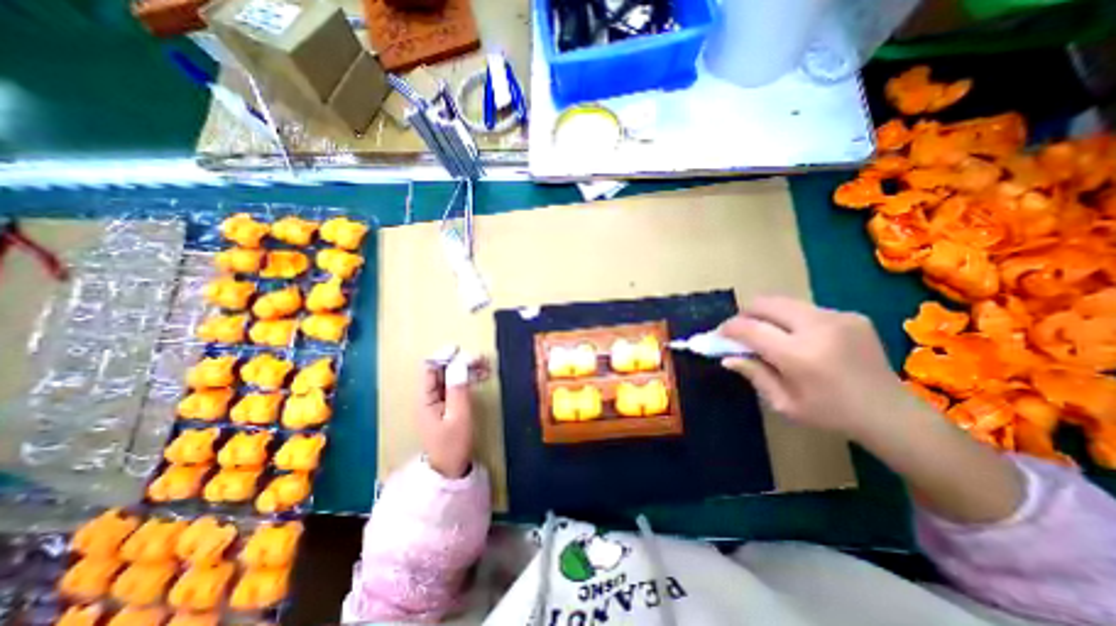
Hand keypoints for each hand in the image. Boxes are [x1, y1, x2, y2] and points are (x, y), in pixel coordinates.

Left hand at [419, 351, 487, 479]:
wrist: (450, 469)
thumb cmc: (453, 444)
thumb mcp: (459, 416)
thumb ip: (458, 388)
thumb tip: (461, 363)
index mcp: (425, 398)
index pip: (429, 368)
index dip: (443, 356)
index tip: (461, 351)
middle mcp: (428, 396)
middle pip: (441, 370)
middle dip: (460, 362)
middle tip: (481, 359)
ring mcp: (437, 401)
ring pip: (450, 377)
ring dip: (466, 369)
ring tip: (486, 366)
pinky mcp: (447, 405)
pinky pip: (455, 386)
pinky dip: (467, 379)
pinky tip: (482, 376)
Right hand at [721, 296, 1022, 524]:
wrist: (892, 414)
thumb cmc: (831, 415)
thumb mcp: (784, 403)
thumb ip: (753, 374)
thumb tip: (727, 357)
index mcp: (800, 355)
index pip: (749, 328)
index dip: (728, 329)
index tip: (719, 335)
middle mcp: (818, 327)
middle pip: (765, 303)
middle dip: (744, 314)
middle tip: (739, 331)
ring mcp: (837, 317)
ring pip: (783, 302)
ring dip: (766, 315)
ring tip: (766, 334)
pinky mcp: (849, 314)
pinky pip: (804, 309)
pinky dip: (789, 319)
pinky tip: (797, 338)